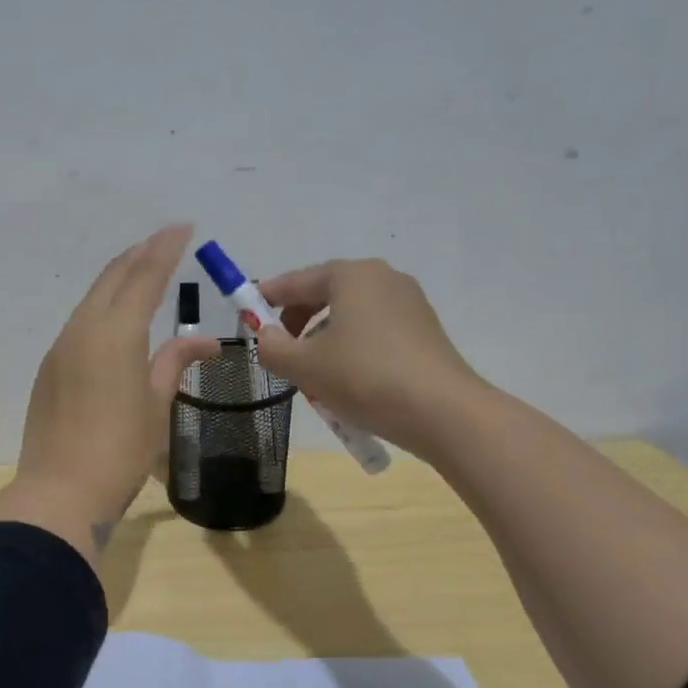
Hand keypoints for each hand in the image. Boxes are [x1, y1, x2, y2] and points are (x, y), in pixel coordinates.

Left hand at [0, 225, 218, 569]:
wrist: (60, 491)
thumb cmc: (121, 450)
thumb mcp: (157, 405)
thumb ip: (175, 363)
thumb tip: (205, 342)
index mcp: (116, 332)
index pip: (144, 276)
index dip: (165, 248)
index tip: (183, 227)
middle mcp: (84, 328)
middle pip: (112, 278)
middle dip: (139, 255)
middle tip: (164, 241)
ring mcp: (61, 347)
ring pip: (92, 298)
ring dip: (118, 280)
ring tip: (141, 272)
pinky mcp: (50, 368)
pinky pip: (79, 323)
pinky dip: (102, 308)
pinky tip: (114, 319)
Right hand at [250, 258, 483, 456]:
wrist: (442, 412)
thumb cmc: (364, 377)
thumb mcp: (304, 366)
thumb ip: (272, 347)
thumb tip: (265, 336)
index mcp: (351, 275)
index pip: (296, 281)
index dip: (266, 297)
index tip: (245, 315)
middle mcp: (382, 278)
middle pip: (324, 295)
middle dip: (297, 323)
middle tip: (281, 353)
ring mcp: (408, 303)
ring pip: (349, 316)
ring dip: (323, 340)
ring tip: (314, 376)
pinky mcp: (423, 330)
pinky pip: (373, 332)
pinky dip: (352, 348)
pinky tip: (348, 382)